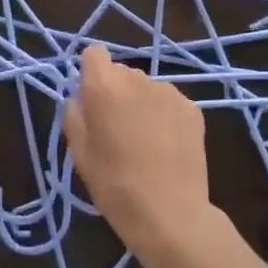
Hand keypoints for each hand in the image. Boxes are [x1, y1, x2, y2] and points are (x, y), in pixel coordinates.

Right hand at [64, 45, 217, 258]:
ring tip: (144, 142)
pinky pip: (169, 103)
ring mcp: (169, 92)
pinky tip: (166, 147)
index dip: (91, 73)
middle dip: (116, 92)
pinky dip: (164, 116)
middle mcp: (138, 79)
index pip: (94, 53)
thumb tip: (79, 99)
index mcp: (105, 86)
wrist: (171, 214)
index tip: (91, 100)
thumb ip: (74, 115)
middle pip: (121, 72)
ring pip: (146, 88)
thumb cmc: (115, 186)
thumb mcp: (79, 154)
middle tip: (115, 129)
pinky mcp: (192, 108)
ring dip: (141, 104)